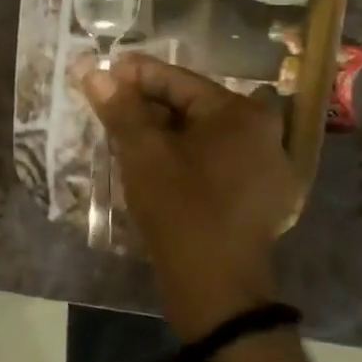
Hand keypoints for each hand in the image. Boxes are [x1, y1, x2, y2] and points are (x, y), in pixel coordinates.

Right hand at [82, 54, 301, 339]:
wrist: (217, 290)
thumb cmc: (180, 209)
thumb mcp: (142, 153)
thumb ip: (119, 108)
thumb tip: (93, 71)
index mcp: (242, 113)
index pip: (180, 81)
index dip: (137, 74)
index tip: (105, 70)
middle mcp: (265, 132)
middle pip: (194, 107)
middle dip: (150, 104)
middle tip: (110, 104)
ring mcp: (268, 166)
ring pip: (204, 135)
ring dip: (165, 131)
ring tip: (126, 132)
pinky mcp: (262, 196)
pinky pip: (217, 161)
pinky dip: (186, 156)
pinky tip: (156, 163)